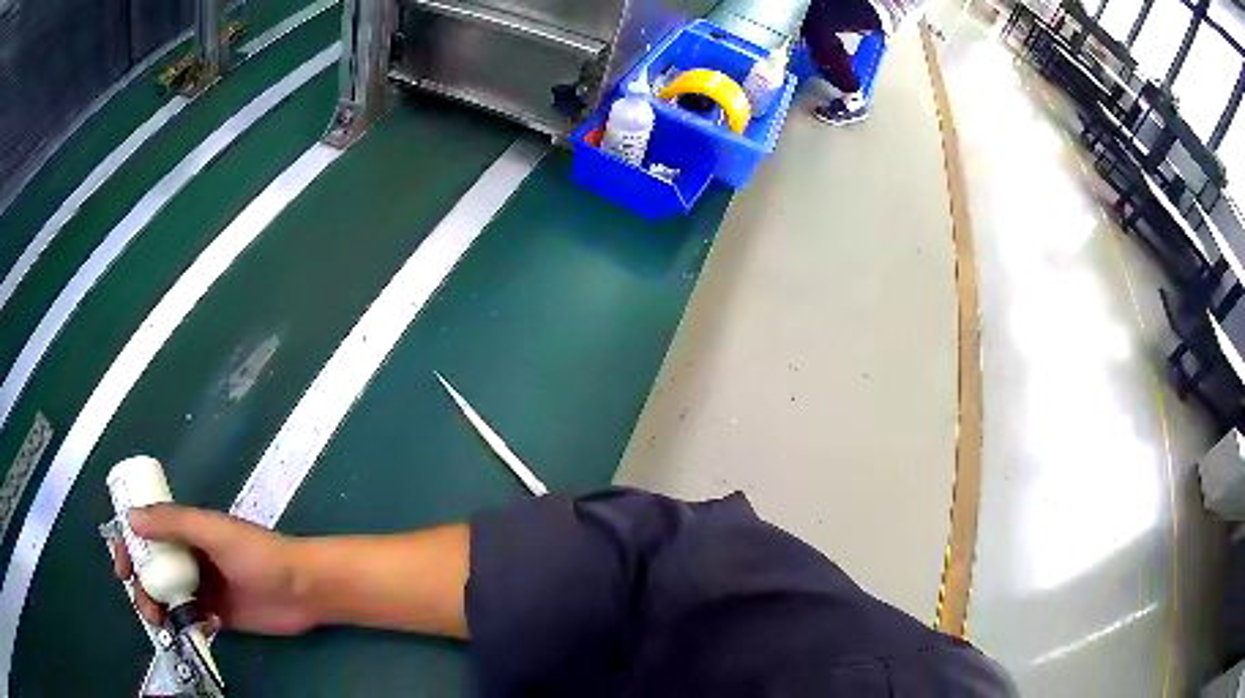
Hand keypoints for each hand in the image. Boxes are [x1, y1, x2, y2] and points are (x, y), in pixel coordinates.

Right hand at [112, 504, 315, 635]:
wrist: (302, 590)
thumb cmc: (257, 554)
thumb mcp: (212, 531)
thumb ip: (173, 523)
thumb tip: (131, 518)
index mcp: (186, 531)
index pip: (147, 534)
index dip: (129, 547)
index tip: (121, 568)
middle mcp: (189, 558)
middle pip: (153, 570)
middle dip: (141, 586)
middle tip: (145, 606)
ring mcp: (203, 588)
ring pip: (168, 598)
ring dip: (160, 609)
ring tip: (163, 621)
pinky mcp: (218, 615)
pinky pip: (192, 620)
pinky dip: (189, 624)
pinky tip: (205, 626)